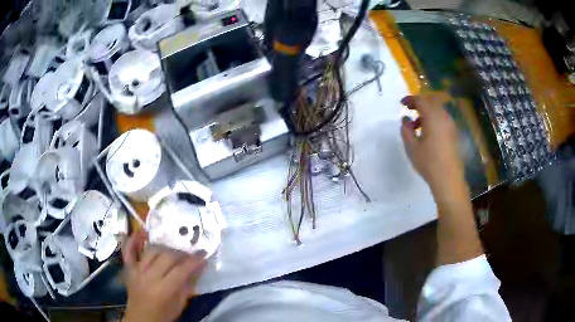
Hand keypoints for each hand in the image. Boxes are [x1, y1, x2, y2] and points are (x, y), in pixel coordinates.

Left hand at [122, 230, 206, 321]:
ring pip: (152, 250)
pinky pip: (129, 250)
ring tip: (173, 251)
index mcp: (163, 290)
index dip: (194, 261)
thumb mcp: (179, 305)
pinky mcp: (129, 268)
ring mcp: (137, 270)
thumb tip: (199, 268)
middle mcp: (149, 277)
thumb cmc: (163, 315)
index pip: (181, 270)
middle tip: (190, 255)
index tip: (204, 254)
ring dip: (165, 248)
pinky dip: (134, 240)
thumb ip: (188, 286)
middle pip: (167, 256)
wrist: (141, 319)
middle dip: (181, 253)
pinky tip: (142, 232)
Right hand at [400, 94, 464, 197]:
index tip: (402, 104)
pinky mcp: (454, 133)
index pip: (421, 100)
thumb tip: (406, 119)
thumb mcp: (411, 147)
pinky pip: (443, 118)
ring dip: (427, 112)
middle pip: (431, 101)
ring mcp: (451, 124)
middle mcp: (443, 116)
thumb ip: (406, 130)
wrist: (448, 178)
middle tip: (409, 110)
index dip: (410, 99)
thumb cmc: (428, 162)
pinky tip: (428, 133)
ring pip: (438, 110)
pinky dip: (434, 119)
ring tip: (417, 125)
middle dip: (419, 103)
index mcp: (432, 117)